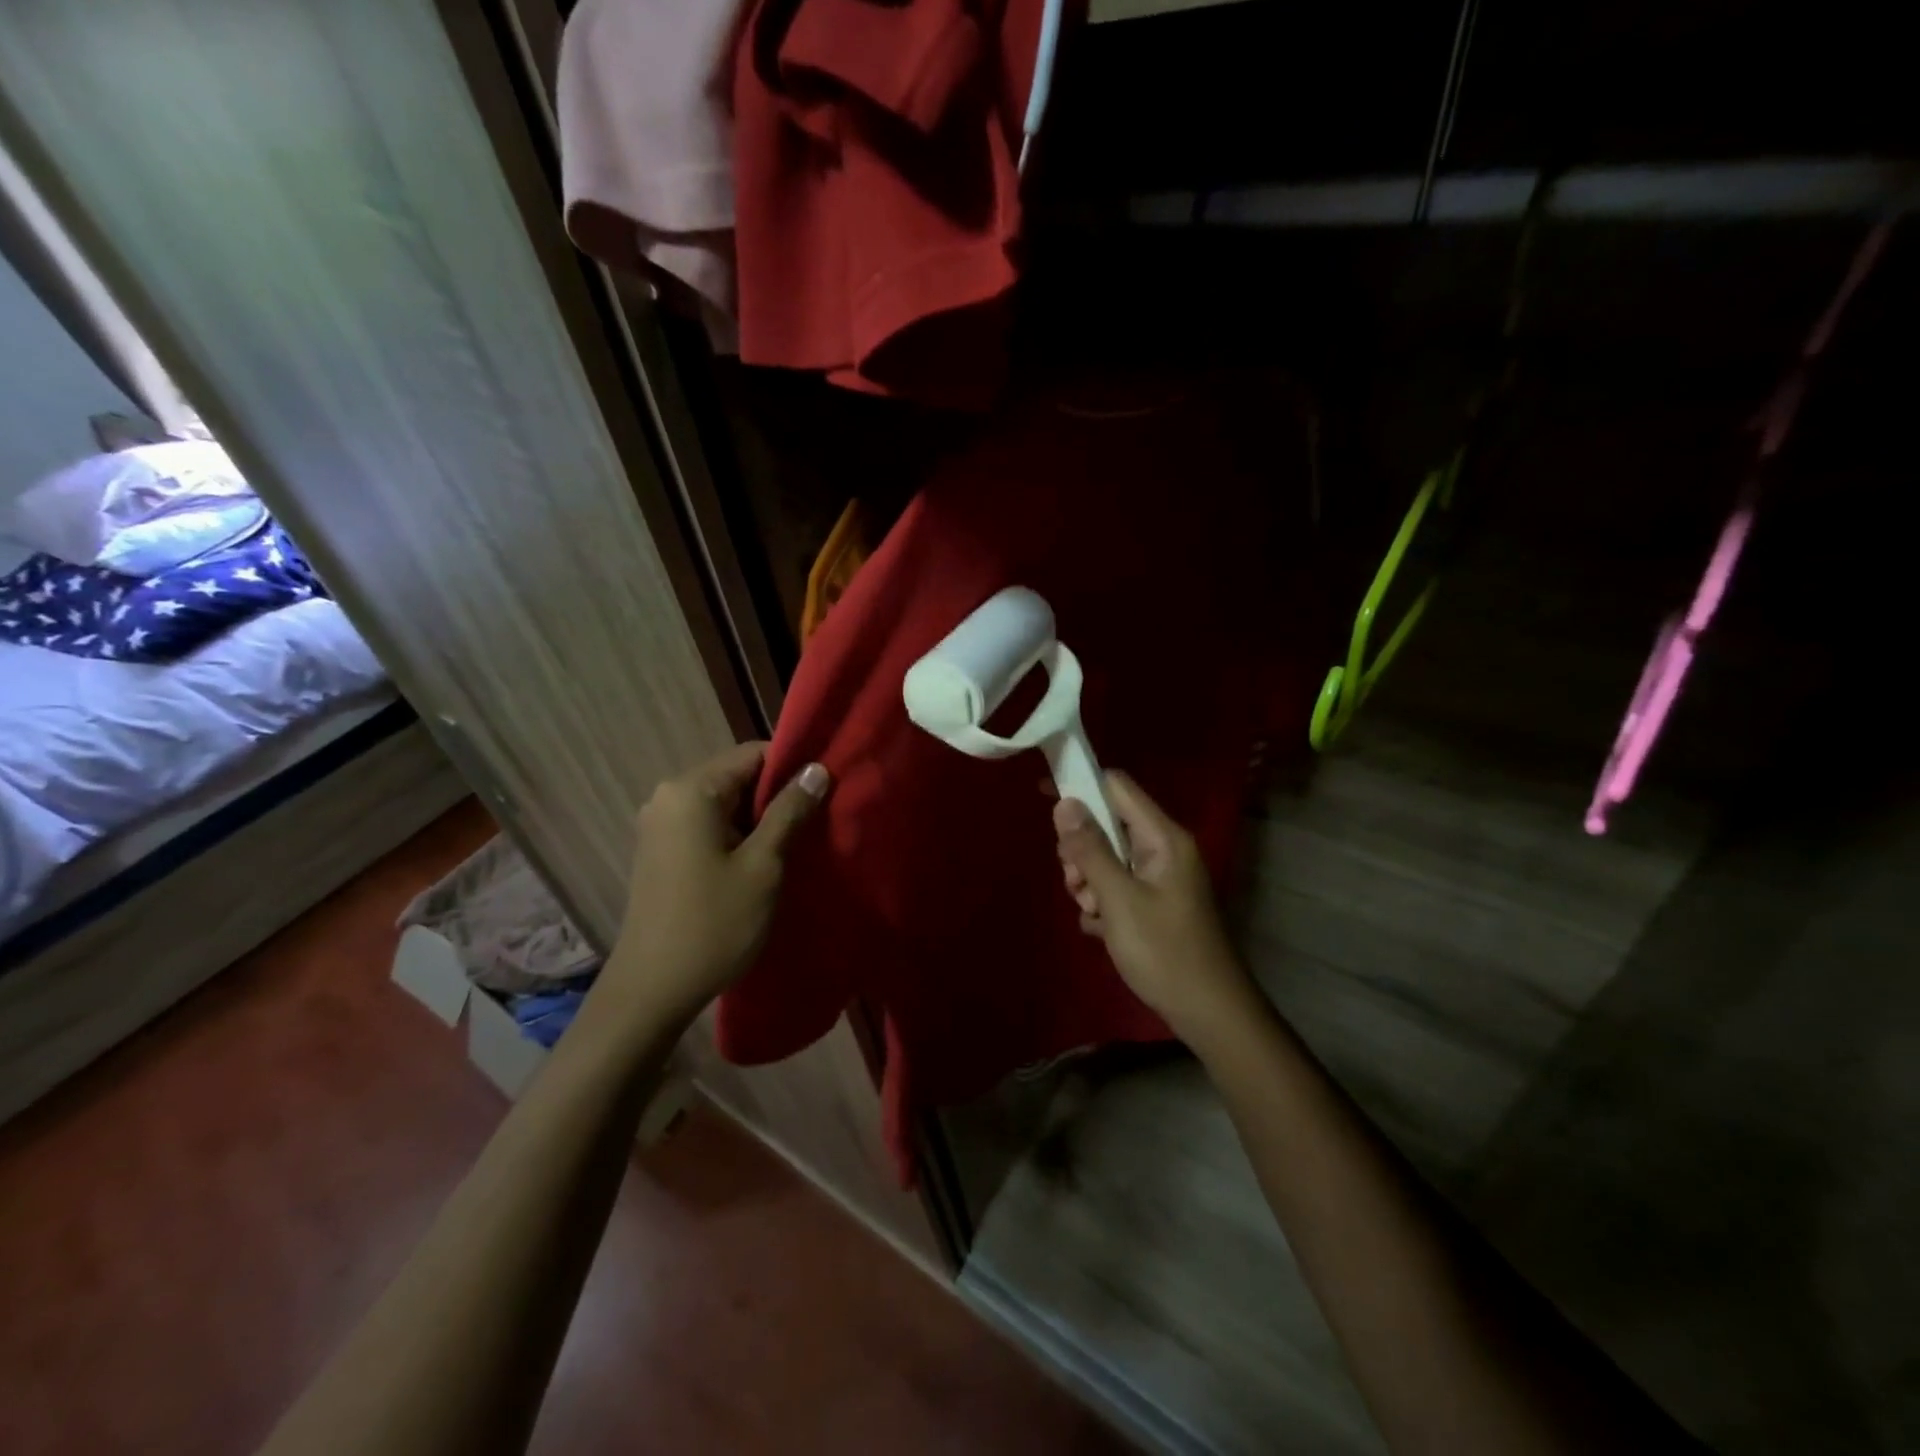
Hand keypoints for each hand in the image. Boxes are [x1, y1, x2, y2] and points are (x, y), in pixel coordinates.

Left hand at [606, 742, 827, 1024]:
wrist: (652, 990)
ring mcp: (659, 824)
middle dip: (776, 797)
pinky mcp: (659, 850)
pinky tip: (758, 863)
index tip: (823, 794)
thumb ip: (790, 812)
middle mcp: (668, 796)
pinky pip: (707, 825)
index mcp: (690, 790)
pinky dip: (735, 835)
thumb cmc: (714, 924)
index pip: (753, 754)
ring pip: (724, 804)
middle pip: (737, 777)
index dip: (792, 769)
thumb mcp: (763, 865)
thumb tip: (816, 769)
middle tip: (814, 824)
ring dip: (758, 820)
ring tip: (792, 846)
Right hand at [1053, 772, 1256, 1041]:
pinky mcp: (1155, 902)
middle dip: (1081, 849)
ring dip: (1089, 881)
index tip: (1043, 796)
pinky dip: (1102, 902)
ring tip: (1092, 912)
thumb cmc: (1164, 952)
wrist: (1209, 1013)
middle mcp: (1163, 849)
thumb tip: (1064, 803)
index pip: (1117, 786)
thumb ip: (1090, 850)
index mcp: (1163, 838)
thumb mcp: (1119, 899)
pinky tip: (1101, 929)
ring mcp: (1160, 877)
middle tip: (1076, 883)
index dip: (1080, 784)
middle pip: (1108, 823)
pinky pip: (1117, 885)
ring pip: (1108, 858)